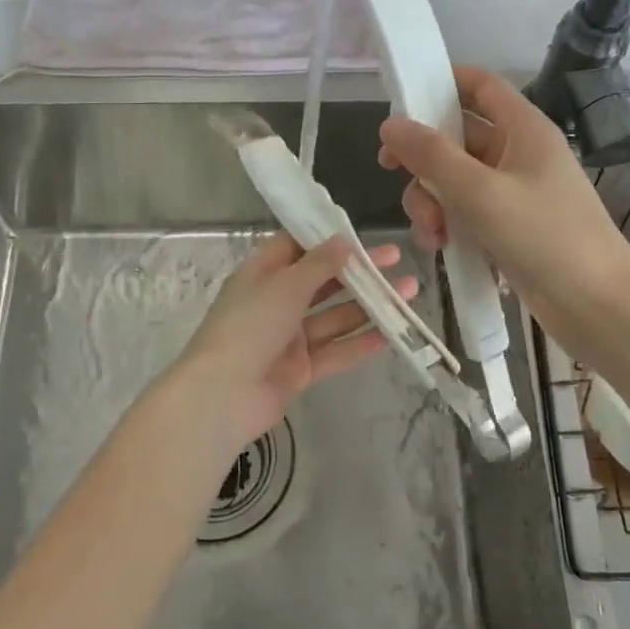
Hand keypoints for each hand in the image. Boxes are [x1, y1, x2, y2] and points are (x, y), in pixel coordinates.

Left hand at [170, 233, 416, 456]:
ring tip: (407, 293)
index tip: (361, 233)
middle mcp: (276, 301)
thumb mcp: (285, 286)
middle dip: (358, 272)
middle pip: (322, 281)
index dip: (327, 238)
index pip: (297, 247)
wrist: (223, 396)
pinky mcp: (300, 369)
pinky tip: (391, 334)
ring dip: (368, 305)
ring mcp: (288, 337)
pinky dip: (360, 342)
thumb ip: (319, 264)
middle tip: (396, 260)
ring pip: (334, 316)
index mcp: (262, 274)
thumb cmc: (249, 326)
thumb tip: (345, 240)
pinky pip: (335, 351)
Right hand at [376, 65, 629, 333]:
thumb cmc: (543, 237)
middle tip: (390, 171)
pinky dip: (447, 224)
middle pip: (457, 136)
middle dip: (424, 158)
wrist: (597, 307)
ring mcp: (514, 192)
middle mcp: (518, 153)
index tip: (400, 99)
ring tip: (431, 231)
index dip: (442, 82)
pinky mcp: (509, 227)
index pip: (480, 85)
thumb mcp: (479, 192)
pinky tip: (441, 247)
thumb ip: (430, 155)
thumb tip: (390, 123)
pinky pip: (466, 211)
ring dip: (431, 199)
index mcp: (523, 129)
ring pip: (455, 178)